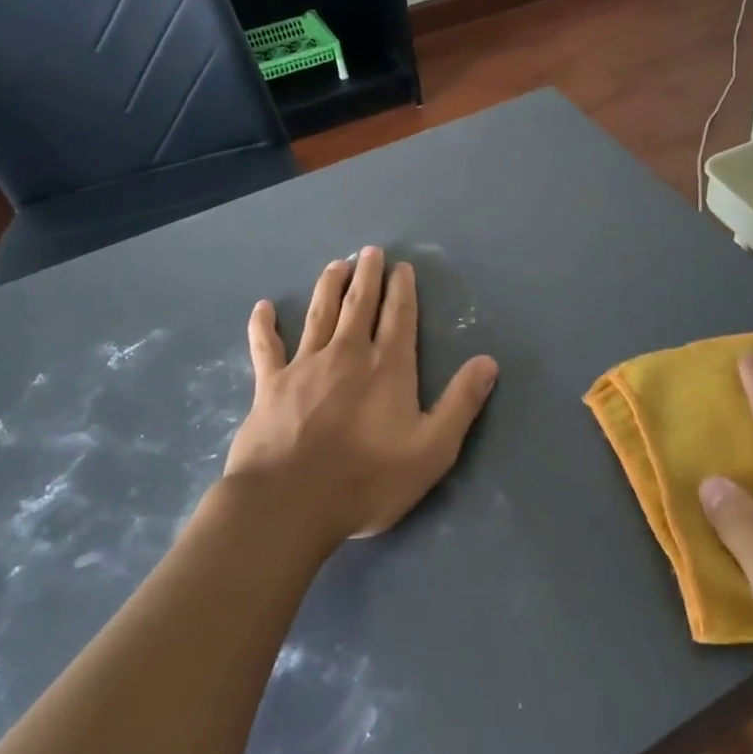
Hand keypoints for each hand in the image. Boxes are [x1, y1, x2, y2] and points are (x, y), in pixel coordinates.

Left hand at [223, 248, 499, 544]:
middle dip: (367, 275)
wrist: (290, 502)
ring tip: (336, 265)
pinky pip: (266, 346)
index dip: (402, 290)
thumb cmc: (368, 480)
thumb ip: (460, 402)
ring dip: (329, 286)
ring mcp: (305, 365)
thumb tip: (489, 362)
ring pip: (319, 314)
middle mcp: (347, 354)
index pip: (399, 317)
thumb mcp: (432, 449)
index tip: (401, 267)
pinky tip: (263, 307)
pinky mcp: (269, 384)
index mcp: (388, 367)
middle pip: (359, 304)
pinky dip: (264, 325)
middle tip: (370, 251)